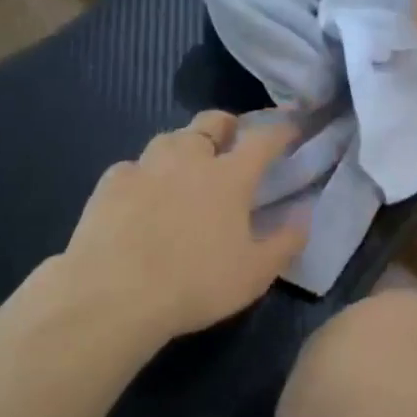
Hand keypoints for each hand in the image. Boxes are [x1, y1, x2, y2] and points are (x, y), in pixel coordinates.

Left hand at [59, 112, 306, 342]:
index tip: (289, 129)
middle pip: (210, 122)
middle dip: (226, 124)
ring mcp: (145, 166)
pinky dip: (145, 174)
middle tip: (230, 139)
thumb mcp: (256, 274)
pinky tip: (142, 194)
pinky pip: (134, 166)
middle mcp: (188, 159)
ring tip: (185, 165)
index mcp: (229, 177)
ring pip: (169, 138)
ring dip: (184, 145)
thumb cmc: (196, 283)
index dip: (279, 131)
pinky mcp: (111, 182)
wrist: (115, 293)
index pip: (262, 140)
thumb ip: (286, 242)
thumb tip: (304, 215)